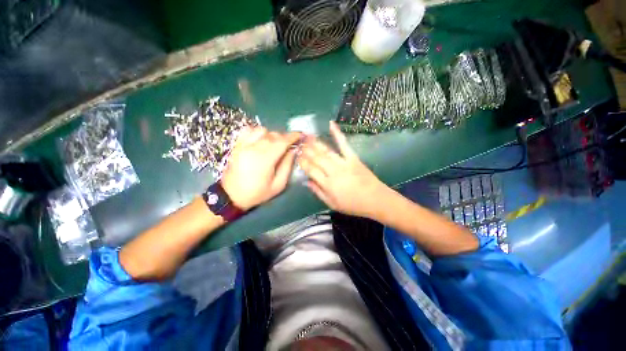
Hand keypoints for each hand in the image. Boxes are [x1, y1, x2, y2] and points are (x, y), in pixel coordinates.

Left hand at [221, 127, 300, 210]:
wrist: (231, 195)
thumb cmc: (258, 193)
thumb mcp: (278, 185)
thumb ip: (287, 166)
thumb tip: (293, 150)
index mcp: (265, 160)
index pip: (282, 142)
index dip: (293, 136)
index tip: (300, 135)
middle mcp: (254, 148)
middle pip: (273, 135)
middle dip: (284, 137)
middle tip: (288, 145)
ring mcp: (243, 145)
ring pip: (262, 130)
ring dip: (271, 135)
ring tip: (273, 144)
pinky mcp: (237, 145)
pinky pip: (248, 130)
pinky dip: (258, 132)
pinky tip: (260, 141)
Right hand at [298, 121, 389, 217]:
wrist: (375, 199)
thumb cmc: (353, 205)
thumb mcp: (332, 204)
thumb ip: (318, 192)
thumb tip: (307, 181)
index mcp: (327, 184)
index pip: (310, 170)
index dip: (302, 162)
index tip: (297, 156)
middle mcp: (333, 171)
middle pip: (316, 158)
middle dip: (306, 150)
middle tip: (299, 143)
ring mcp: (343, 163)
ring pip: (326, 151)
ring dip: (315, 143)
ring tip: (306, 135)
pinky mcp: (353, 158)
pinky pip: (344, 144)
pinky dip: (337, 134)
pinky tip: (331, 124)